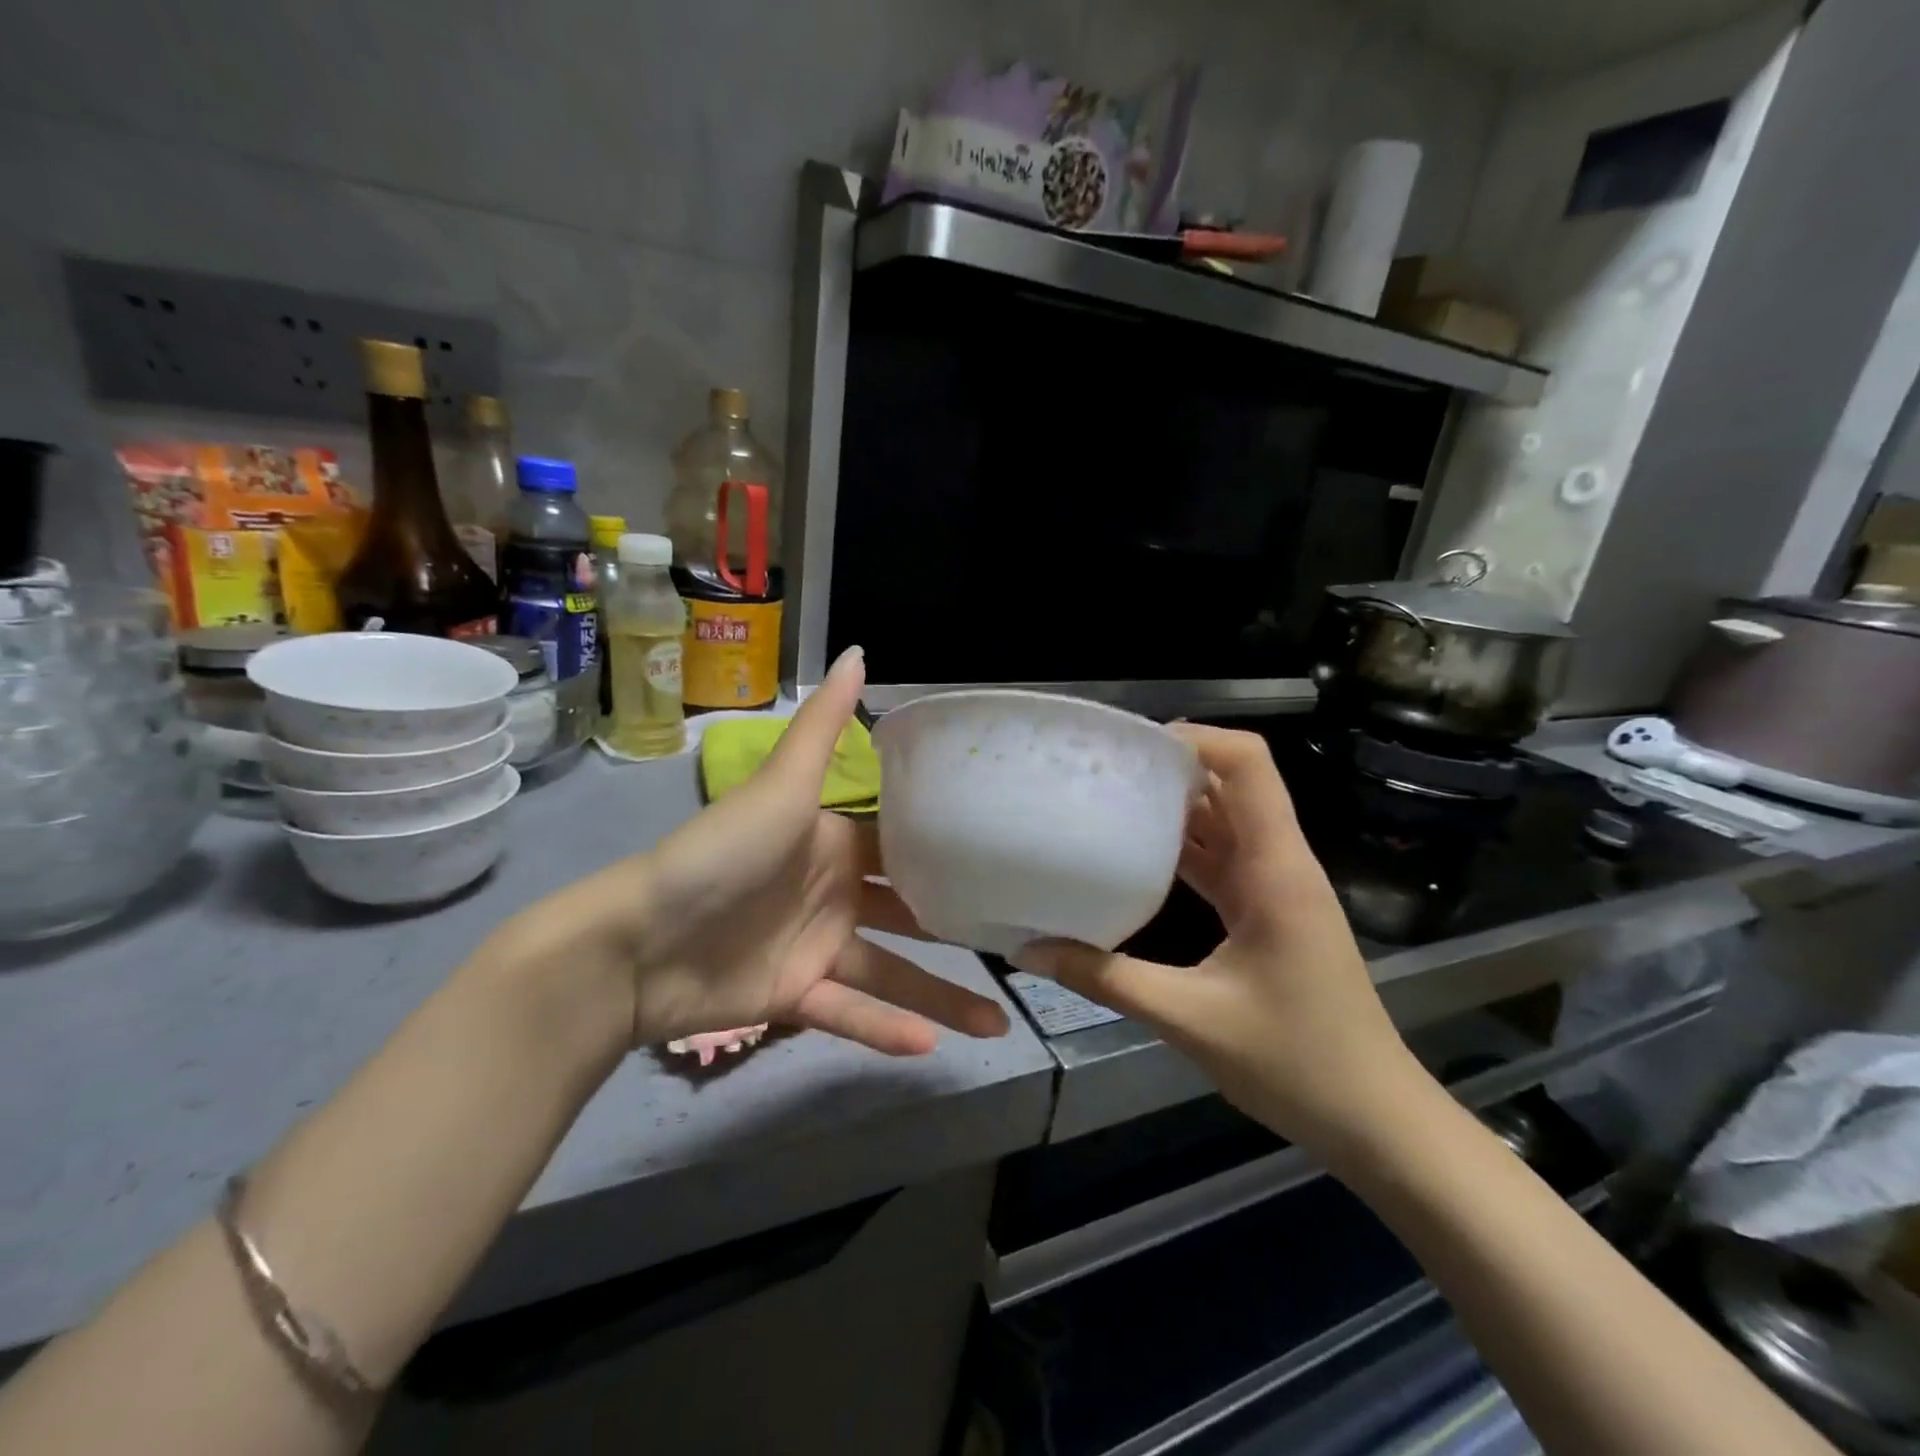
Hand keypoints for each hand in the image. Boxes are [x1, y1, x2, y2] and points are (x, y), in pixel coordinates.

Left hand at [519, 646, 1009, 1056]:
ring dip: (941, 998)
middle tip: (1020, 945)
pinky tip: (931, 1048)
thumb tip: (861, 651)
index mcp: (834, 841)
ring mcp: (816, 948)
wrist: (635, 940)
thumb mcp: (781, 784)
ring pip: (891, 974)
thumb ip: (822, 726)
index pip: (905, 844)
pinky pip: (850, 1013)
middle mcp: (833, 893)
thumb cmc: (720, 853)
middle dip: (959, 929)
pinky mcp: (795, 997)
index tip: (1009, 861)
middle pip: (910, 913)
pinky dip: (884, 1030)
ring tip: (998, 1022)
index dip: (952, 851)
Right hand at [1014, 724, 1424, 1149]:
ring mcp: (1276, 887)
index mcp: (1274, 868)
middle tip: (1101, 771)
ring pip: (1225, 820)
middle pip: (1231, 783)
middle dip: (1171, 767)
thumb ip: (1105, 978)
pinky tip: (1136, 856)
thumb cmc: (1296, 1063)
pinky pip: (1223, 858)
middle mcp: (1279, 863)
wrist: (1374, 1119)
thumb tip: (1029, 950)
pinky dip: (1183, 847)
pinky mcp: (1268, 911)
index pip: (1248, 764)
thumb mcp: (1188, 1019)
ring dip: (1174, 806)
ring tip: (1107, 801)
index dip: (1195, 738)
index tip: (1131, 747)